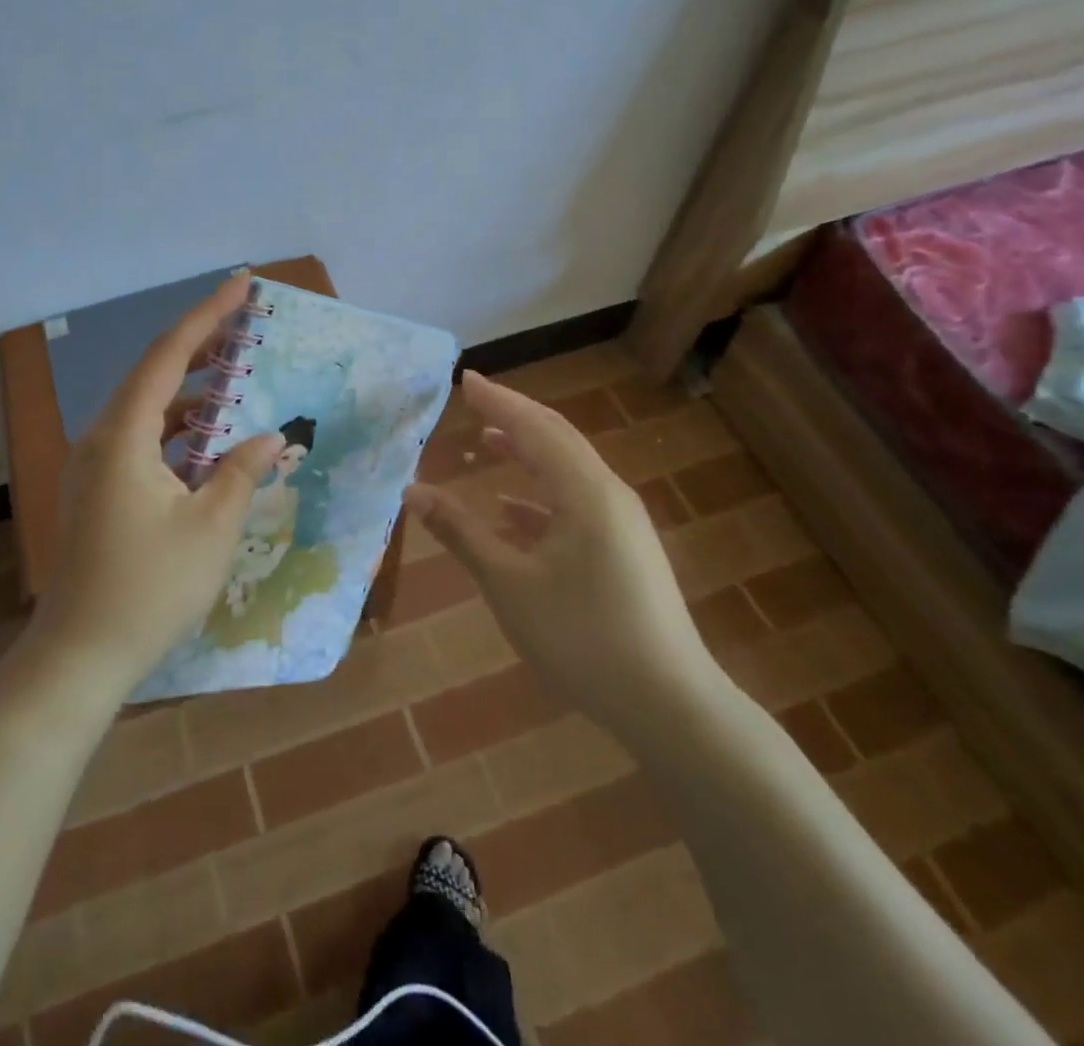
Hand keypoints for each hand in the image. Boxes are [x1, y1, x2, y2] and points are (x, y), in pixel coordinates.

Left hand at [30, 274, 282, 699]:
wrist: (79, 657)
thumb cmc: (150, 590)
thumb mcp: (212, 528)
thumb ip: (242, 472)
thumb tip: (267, 438)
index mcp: (123, 436)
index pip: (168, 356)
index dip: (207, 316)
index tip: (241, 284)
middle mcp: (100, 439)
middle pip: (153, 375)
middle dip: (200, 347)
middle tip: (243, 323)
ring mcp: (93, 467)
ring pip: (147, 411)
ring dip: (190, 395)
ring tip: (234, 380)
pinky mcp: (96, 491)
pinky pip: (140, 442)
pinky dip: (176, 433)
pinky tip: (208, 444)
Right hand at [403, 372, 721, 736]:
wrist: (669, 704)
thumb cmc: (582, 638)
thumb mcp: (509, 584)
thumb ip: (461, 533)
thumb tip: (413, 491)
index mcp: (584, 492)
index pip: (534, 427)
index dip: (498, 400)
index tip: (464, 379)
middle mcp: (608, 495)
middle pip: (556, 439)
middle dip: (514, 415)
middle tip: (474, 399)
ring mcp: (621, 523)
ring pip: (567, 470)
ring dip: (527, 452)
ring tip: (488, 442)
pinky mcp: (624, 549)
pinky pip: (576, 502)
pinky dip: (540, 495)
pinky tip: (511, 509)